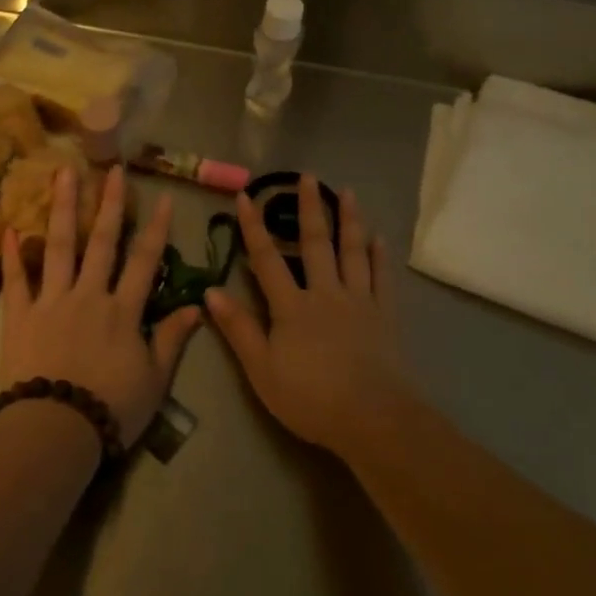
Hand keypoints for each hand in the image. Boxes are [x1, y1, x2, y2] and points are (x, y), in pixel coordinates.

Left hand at [0, 164, 199, 445]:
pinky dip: (12, 255)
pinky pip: (17, 280)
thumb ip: (172, 339)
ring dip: (64, 208)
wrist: (55, 431)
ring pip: (59, 246)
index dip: (156, 228)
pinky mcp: (20, 316)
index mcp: (123, 310)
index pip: (144, 261)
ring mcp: (52, 301)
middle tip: (112, 168)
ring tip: (63, 172)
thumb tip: (197, 306)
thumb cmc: (111, 409)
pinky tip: (10, 228)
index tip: (163, 197)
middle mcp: (89, 295)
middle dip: (109, 203)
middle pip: (102, 242)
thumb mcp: (154, 380)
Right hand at [206, 174, 410, 454]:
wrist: (373, 419)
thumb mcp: (262, 369)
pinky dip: (380, 257)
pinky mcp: (385, 316)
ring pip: (352, 252)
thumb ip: (238, 328)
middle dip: (308, 208)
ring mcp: (358, 301)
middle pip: (314, 243)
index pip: (267, 258)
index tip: (247, 195)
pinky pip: (381, 278)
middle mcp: (325, 293)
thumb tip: (211, 290)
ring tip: (347, 192)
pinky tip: (380, 239)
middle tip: (307, 176)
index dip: (254, 227)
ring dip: (349, 220)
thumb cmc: (310, 398)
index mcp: (291, 306)